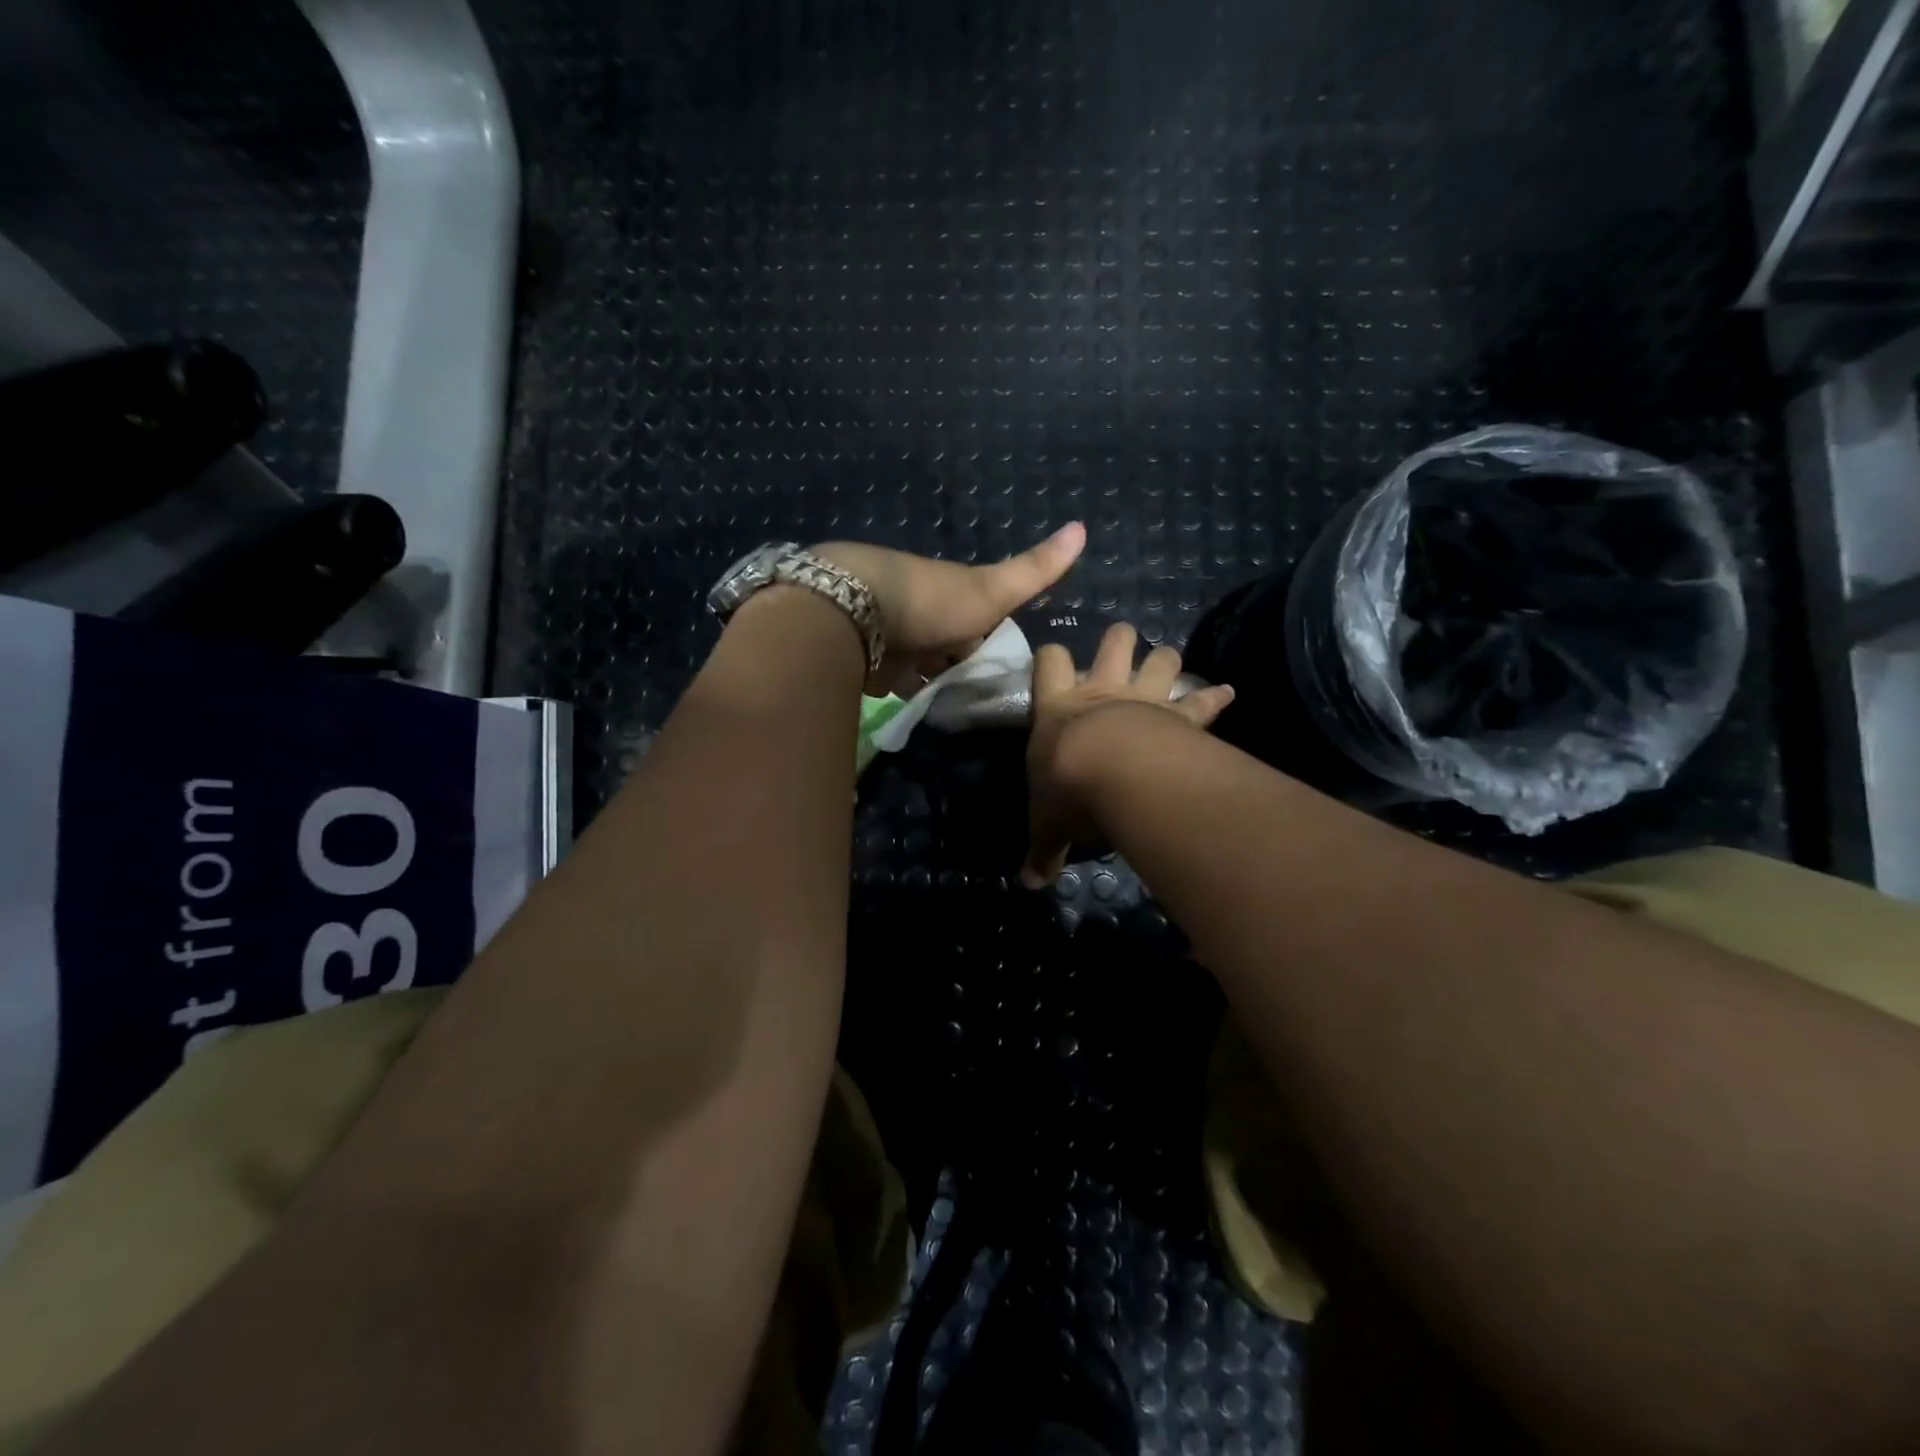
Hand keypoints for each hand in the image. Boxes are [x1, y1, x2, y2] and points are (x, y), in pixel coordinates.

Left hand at [814, 523, 1086, 696]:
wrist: (854, 612)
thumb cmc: (930, 601)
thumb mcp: (991, 589)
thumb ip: (1033, 570)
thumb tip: (1083, 526)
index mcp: (947, 593)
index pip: (975, 617)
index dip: (988, 636)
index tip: (1003, 663)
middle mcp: (919, 613)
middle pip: (945, 642)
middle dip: (959, 662)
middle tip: (983, 696)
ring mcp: (890, 639)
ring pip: (918, 664)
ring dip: (931, 680)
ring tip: (956, 710)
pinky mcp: (866, 666)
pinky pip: (892, 683)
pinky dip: (905, 693)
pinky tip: (920, 710)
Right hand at [1020, 621, 1234, 888]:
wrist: (1115, 773)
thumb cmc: (1067, 788)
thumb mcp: (1047, 823)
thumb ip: (1042, 850)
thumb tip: (1028, 885)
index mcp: (1058, 707)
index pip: (1049, 661)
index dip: (1051, 656)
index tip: (1054, 661)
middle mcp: (1102, 692)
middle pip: (1114, 644)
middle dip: (1120, 640)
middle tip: (1122, 644)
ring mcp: (1144, 700)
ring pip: (1160, 659)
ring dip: (1166, 659)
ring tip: (1169, 662)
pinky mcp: (1179, 716)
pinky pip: (1202, 701)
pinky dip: (1215, 697)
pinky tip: (1230, 693)